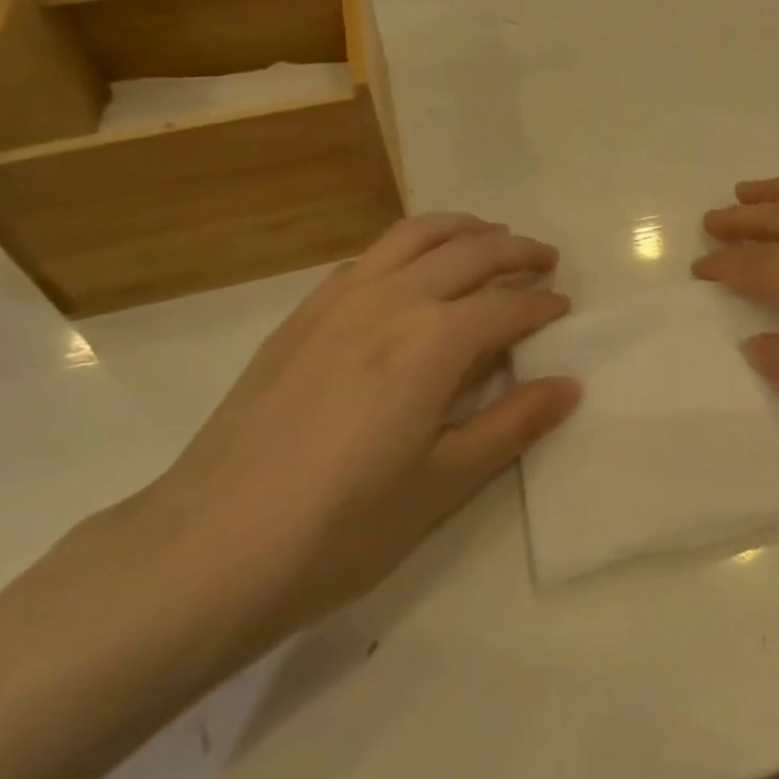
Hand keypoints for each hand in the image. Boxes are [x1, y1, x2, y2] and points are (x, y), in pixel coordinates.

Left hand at [131, 213, 581, 660]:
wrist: (207, 549)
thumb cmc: (339, 529)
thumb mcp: (441, 485)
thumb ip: (511, 425)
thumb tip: (570, 384)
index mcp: (433, 341)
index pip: (506, 306)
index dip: (541, 304)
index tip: (564, 307)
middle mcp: (392, 299)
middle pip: (469, 252)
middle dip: (516, 250)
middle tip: (545, 259)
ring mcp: (341, 298)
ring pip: (415, 235)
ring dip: (463, 229)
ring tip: (490, 236)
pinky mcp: (303, 312)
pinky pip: (371, 255)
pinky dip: (410, 246)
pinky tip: (415, 270)